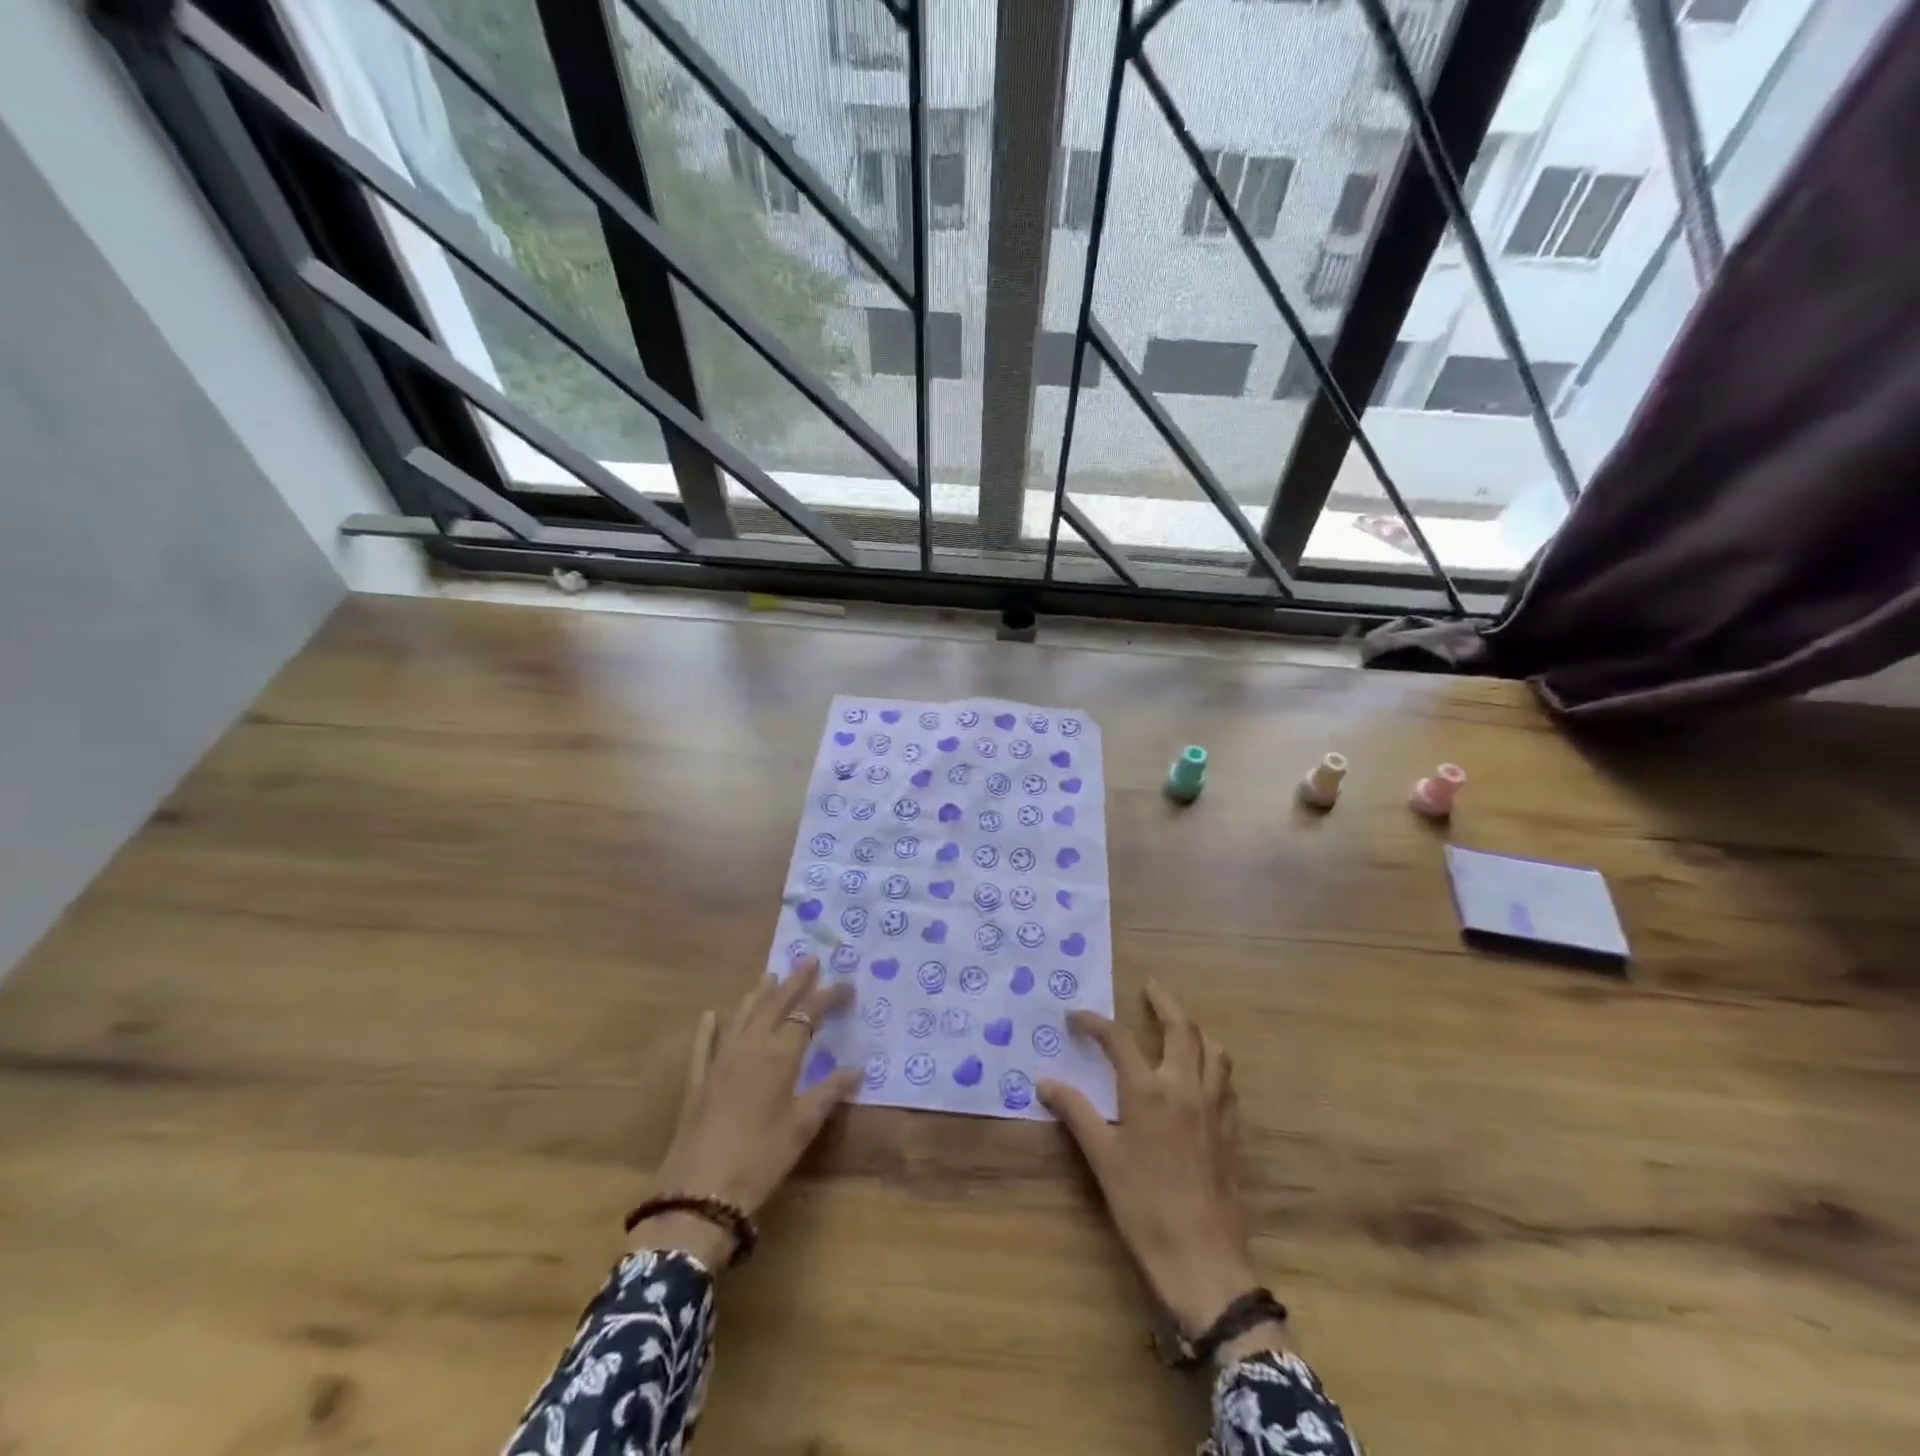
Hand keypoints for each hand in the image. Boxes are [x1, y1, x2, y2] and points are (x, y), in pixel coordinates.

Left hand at [634, 958, 859, 1266]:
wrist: (700, 1193)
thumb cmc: (760, 1158)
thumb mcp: (802, 1127)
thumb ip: (829, 1092)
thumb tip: (857, 1068)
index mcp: (779, 1055)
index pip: (808, 1014)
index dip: (827, 997)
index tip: (846, 985)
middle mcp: (750, 1047)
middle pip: (775, 1004)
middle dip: (794, 981)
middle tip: (809, 960)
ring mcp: (720, 1062)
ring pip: (742, 1017)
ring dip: (758, 995)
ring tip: (770, 977)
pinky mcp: (699, 1082)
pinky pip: (704, 1045)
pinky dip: (709, 1028)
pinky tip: (711, 1015)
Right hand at [1038, 983, 1270, 1342]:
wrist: (1203, 1260)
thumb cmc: (1144, 1207)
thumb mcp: (1102, 1158)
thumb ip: (1075, 1112)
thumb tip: (1045, 1081)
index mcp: (1148, 1090)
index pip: (1118, 1038)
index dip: (1093, 1021)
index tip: (1074, 1015)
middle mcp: (1184, 1086)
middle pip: (1181, 1028)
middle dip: (1164, 1002)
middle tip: (1149, 987)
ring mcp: (1213, 1107)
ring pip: (1213, 1050)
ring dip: (1195, 1029)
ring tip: (1179, 1025)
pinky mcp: (1230, 1129)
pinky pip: (1226, 1080)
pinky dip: (1212, 1062)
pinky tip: (1201, 1074)